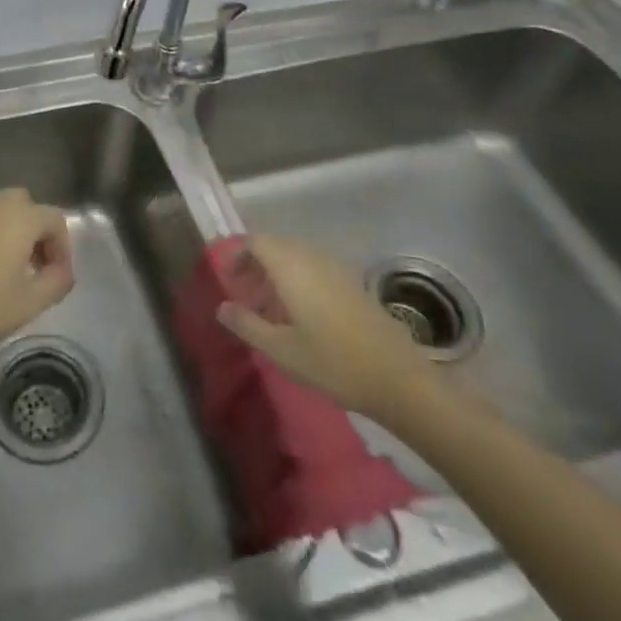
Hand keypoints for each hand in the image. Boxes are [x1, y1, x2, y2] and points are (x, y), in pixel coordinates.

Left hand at [0, 188, 74, 364]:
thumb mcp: (28, 305)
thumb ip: (56, 283)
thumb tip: (63, 271)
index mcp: (19, 218)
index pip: (54, 219)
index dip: (62, 247)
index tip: (57, 276)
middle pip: (25, 205)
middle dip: (35, 232)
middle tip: (34, 267)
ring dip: (6, 228)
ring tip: (3, 264)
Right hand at [215, 233, 437, 422]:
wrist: (399, 379)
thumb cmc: (333, 362)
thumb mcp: (281, 349)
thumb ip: (247, 324)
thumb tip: (221, 307)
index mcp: (291, 266)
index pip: (256, 242)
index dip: (238, 255)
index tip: (229, 279)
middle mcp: (313, 257)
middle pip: (276, 245)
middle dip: (257, 264)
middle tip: (246, 295)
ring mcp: (337, 268)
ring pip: (297, 256)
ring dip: (278, 272)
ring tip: (271, 308)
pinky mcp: (354, 283)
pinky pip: (316, 267)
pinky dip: (300, 279)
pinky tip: (302, 313)